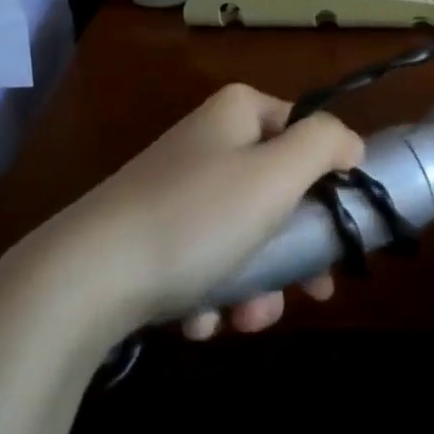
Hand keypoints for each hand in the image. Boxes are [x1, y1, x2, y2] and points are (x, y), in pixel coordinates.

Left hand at [38, 83, 362, 337]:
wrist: (82, 282)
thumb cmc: (196, 218)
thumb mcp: (275, 173)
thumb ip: (325, 144)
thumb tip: (351, 144)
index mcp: (238, 113)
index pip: (307, 133)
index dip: (330, 181)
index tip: (341, 231)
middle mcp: (208, 143)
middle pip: (280, 194)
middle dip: (294, 252)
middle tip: (310, 294)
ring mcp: (177, 190)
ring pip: (246, 236)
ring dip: (256, 286)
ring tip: (243, 320)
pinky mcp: (152, 234)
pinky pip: (205, 259)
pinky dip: (212, 293)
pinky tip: (199, 320)